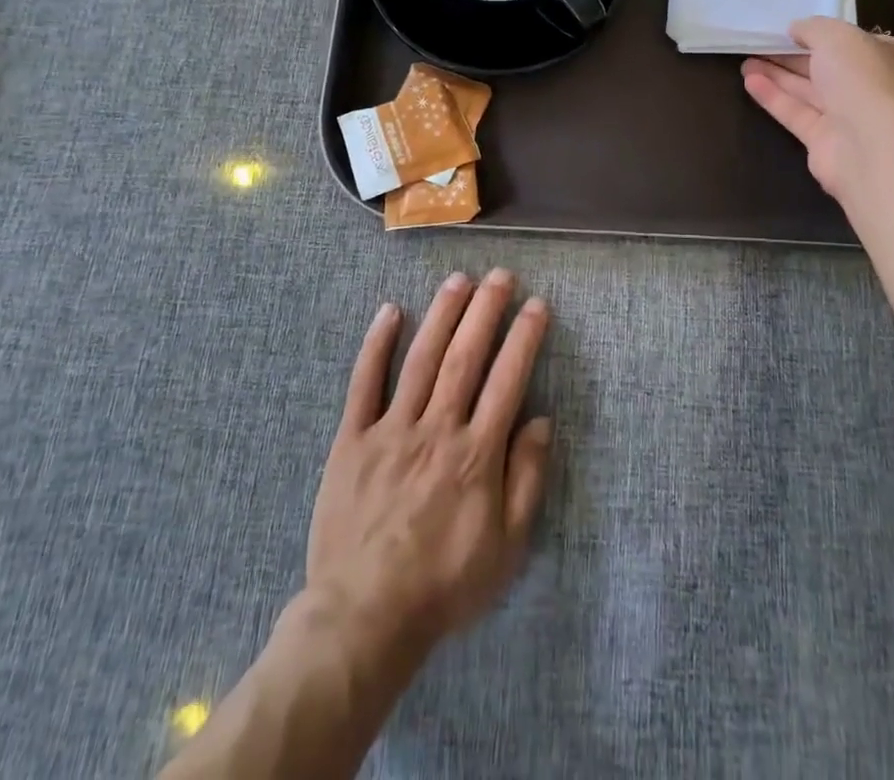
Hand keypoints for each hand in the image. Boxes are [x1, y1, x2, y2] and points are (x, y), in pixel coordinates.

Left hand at [305, 269, 552, 664]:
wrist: (364, 617)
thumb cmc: (444, 583)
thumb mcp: (506, 547)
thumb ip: (526, 479)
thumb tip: (541, 420)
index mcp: (476, 454)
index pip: (507, 380)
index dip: (524, 338)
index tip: (536, 305)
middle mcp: (436, 429)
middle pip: (465, 357)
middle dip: (485, 311)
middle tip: (499, 275)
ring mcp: (391, 430)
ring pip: (421, 359)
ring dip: (441, 315)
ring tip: (458, 280)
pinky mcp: (352, 440)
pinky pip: (364, 384)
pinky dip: (376, 345)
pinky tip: (390, 311)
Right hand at [741, 17, 893, 202]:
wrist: (872, 146)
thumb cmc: (864, 80)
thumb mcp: (836, 36)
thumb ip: (813, 28)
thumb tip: (796, 30)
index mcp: (888, 58)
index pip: (852, 43)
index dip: (821, 35)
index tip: (790, 30)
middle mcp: (870, 87)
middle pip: (825, 67)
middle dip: (791, 56)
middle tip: (759, 45)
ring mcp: (848, 117)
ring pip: (808, 91)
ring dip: (777, 75)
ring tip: (746, 62)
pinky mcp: (824, 141)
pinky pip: (796, 113)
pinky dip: (773, 97)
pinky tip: (749, 82)